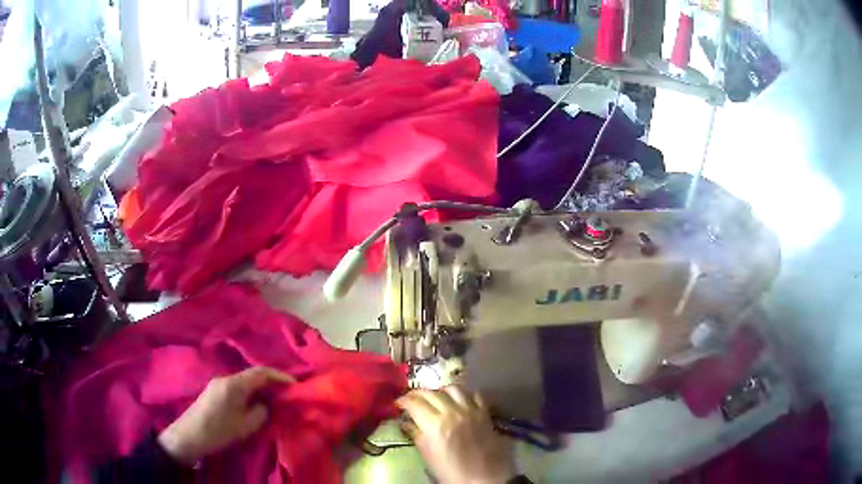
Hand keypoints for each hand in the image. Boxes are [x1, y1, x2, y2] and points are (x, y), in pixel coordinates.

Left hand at [158, 367, 292, 464]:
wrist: (189, 436)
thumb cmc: (218, 431)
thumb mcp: (245, 426)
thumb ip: (260, 412)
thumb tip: (266, 404)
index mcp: (234, 384)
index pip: (261, 372)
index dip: (280, 376)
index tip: (295, 384)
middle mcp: (226, 378)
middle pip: (253, 374)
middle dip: (271, 382)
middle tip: (287, 393)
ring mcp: (218, 383)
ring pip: (245, 381)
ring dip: (260, 388)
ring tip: (274, 400)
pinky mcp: (214, 391)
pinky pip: (237, 387)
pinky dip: (250, 392)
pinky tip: (255, 404)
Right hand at [397, 386, 515, 483]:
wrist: (482, 477)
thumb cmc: (450, 471)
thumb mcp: (427, 455)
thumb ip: (416, 435)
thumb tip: (405, 422)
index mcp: (434, 424)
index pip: (414, 403)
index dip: (403, 401)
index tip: (398, 403)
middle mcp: (452, 412)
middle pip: (431, 393)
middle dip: (417, 394)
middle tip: (411, 398)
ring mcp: (470, 410)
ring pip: (453, 388)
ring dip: (441, 390)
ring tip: (436, 397)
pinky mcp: (485, 413)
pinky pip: (475, 394)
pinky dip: (464, 393)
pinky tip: (459, 399)